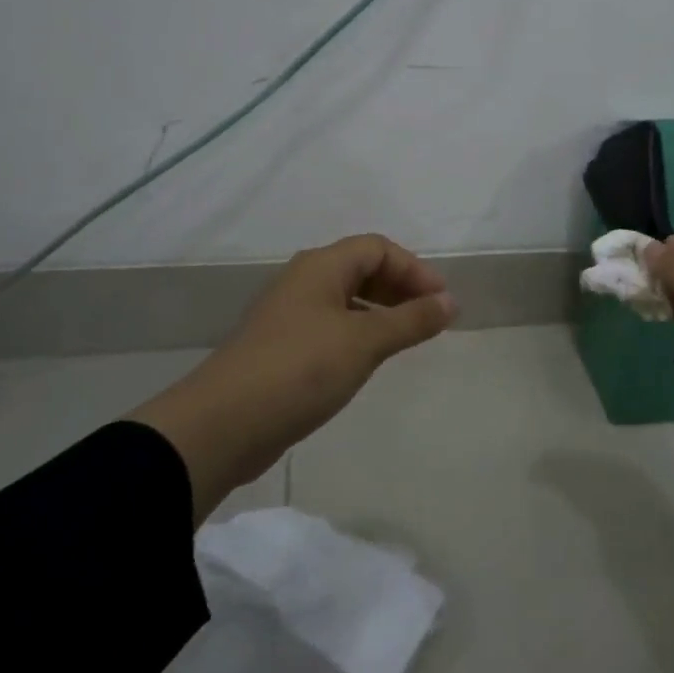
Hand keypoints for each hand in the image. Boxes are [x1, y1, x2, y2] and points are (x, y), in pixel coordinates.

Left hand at [151, 235, 455, 498]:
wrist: (223, 424)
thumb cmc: (301, 369)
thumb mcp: (365, 341)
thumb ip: (412, 320)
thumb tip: (450, 302)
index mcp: (321, 267)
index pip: (377, 248)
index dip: (414, 268)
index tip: (441, 301)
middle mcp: (304, 282)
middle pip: (361, 269)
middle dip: (400, 288)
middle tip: (429, 319)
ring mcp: (289, 316)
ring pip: (346, 300)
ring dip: (381, 312)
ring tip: (407, 339)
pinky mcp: (282, 348)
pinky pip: (331, 327)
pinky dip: (359, 334)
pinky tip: (369, 360)